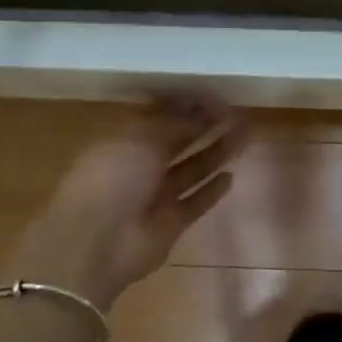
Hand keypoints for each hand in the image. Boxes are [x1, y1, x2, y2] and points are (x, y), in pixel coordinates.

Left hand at [1, 99, 246, 311]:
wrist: (97, 242)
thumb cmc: (113, 178)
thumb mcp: (141, 138)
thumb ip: (174, 123)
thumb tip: (202, 108)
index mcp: (124, 141)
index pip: (160, 119)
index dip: (187, 108)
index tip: (216, 99)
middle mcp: (140, 167)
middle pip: (178, 143)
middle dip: (205, 129)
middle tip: (237, 115)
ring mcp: (155, 197)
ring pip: (191, 170)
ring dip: (215, 154)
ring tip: (244, 137)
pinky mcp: (171, 222)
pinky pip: (195, 202)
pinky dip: (211, 191)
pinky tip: (231, 176)